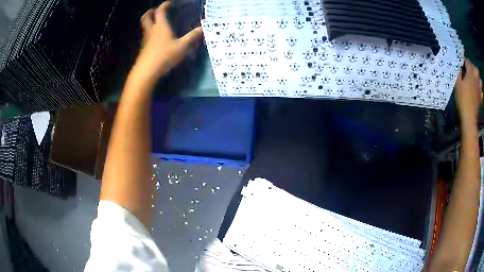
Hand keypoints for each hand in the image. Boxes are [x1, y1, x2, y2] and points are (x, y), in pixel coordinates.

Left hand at [134, 2, 202, 81]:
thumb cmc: (165, 56)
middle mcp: (151, 31)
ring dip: (148, 23)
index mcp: (160, 26)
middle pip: (146, 17)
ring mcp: (146, 40)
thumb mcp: (182, 47)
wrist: (147, 72)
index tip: (169, 3)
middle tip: (154, 11)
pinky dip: (149, 34)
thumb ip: (193, 37)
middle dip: (150, 12)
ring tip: (155, 24)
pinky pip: (146, 37)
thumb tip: (203, 28)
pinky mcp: (143, 50)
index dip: (164, 5)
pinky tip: (155, 39)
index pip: (160, 11)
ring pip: (144, 28)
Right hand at [456, 58, 481, 123]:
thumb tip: (459, 66)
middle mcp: (476, 80)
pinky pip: (481, 92)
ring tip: (474, 79)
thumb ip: (459, 73)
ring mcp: (479, 90)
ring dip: (477, 78)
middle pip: (476, 69)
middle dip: (473, 67)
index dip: (464, 60)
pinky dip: (480, 90)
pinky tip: (478, 91)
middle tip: (469, 69)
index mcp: (470, 74)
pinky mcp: (480, 99)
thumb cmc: (462, 99)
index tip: (461, 61)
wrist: (469, 118)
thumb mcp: (457, 84)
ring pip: (480, 80)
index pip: (467, 61)